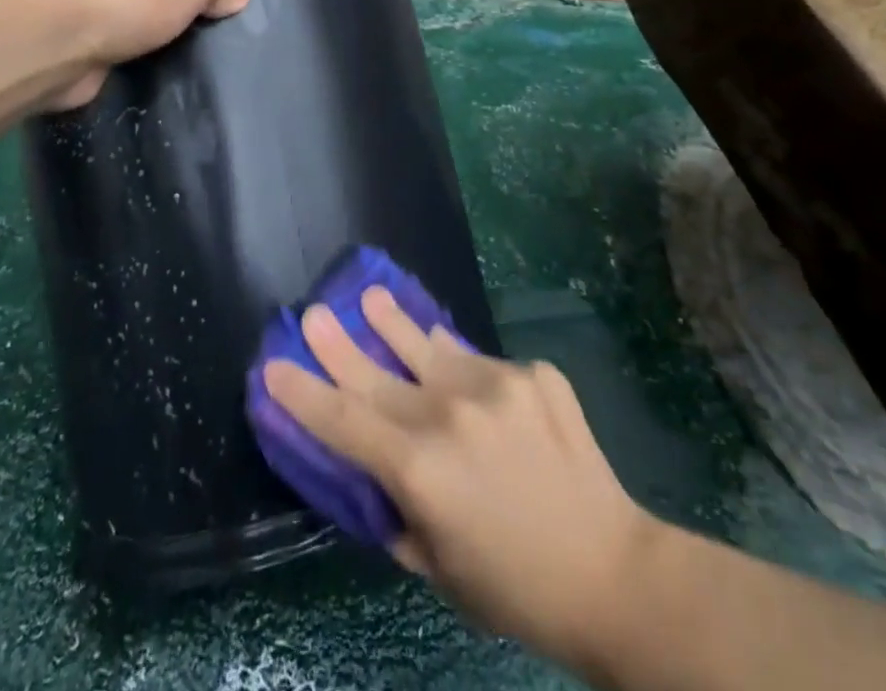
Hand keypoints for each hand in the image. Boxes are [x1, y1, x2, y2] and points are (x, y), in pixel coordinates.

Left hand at [41, 0, 249, 109]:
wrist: (64, 38)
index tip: (230, 13)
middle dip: (195, 9)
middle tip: (213, 37)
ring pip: (155, 11)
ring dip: (169, 32)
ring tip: (189, 55)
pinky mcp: (89, 26)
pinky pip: (131, 37)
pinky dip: (144, 50)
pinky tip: (157, 65)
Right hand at [264, 289, 664, 676]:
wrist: (612, 571)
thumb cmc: (513, 586)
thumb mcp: (436, 568)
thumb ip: (396, 511)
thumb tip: (370, 468)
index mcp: (420, 469)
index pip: (343, 421)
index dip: (303, 394)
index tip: (273, 366)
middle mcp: (450, 413)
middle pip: (377, 373)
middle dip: (338, 344)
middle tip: (313, 313)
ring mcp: (496, 383)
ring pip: (431, 347)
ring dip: (396, 324)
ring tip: (371, 298)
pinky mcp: (532, 371)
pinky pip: (484, 364)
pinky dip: (466, 371)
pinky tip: (465, 377)